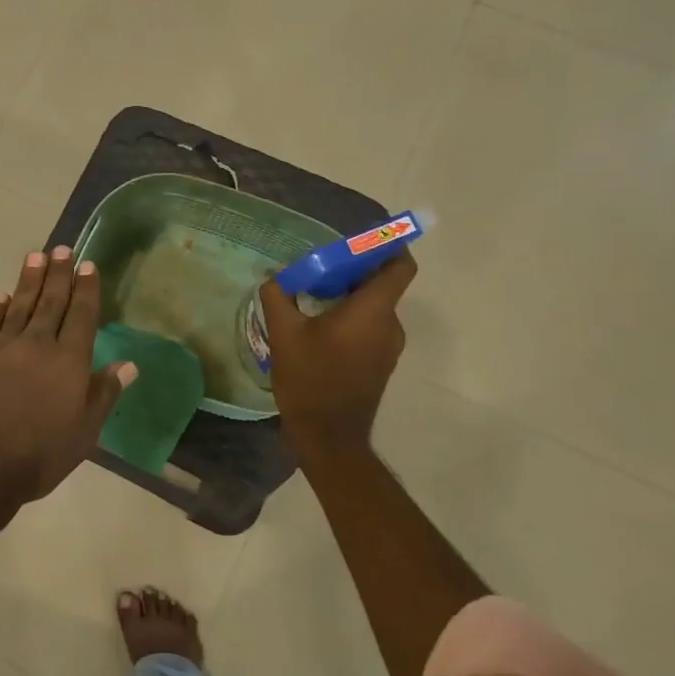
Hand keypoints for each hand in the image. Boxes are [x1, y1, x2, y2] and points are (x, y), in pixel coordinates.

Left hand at [0, 247, 136, 504]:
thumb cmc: (38, 455)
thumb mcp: (84, 432)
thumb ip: (104, 394)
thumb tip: (129, 364)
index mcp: (68, 361)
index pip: (81, 316)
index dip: (86, 290)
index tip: (88, 265)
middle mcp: (37, 344)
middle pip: (51, 302)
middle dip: (59, 274)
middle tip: (63, 248)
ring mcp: (2, 347)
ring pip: (20, 306)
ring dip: (29, 281)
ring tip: (36, 257)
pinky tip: (2, 296)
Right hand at [259, 249, 415, 461]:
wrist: (328, 436)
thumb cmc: (310, 379)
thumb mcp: (284, 334)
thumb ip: (279, 297)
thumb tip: (275, 276)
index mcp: (372, 310)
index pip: (399, 266)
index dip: (389, 246)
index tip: (363, 239)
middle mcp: (389, 324)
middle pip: (382, 284)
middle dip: (353, 270)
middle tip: (318, 268)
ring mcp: (387, 347)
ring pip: (373, 307)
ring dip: (348, 296)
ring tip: (311, 298)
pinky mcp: (379, 364)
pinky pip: (369, 327)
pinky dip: (350, 318)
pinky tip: (317, 327)